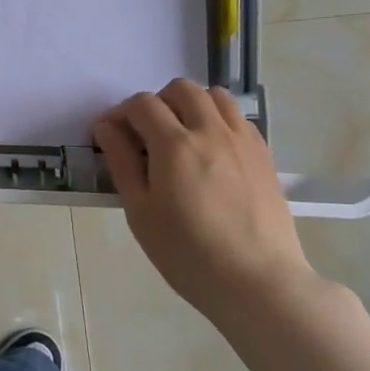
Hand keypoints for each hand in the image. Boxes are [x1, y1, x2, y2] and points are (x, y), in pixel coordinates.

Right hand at [91, 80, 323, 331]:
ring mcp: (242, 141)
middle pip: (180, 89)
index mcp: (174, 144)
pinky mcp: (264, 155)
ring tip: (180, 136)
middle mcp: (211, 131)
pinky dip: (218, 120)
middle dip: (156, 103)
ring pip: (215, 96)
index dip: (119, 114)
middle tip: (145, 135)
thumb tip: (106, 128)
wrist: (257, 281)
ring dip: (191, 104)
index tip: (109, 136)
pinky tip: (211, 152)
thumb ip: (122, 163)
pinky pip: (238, 118)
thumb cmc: (187, 253)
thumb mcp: (141, 212)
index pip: (141, 105)